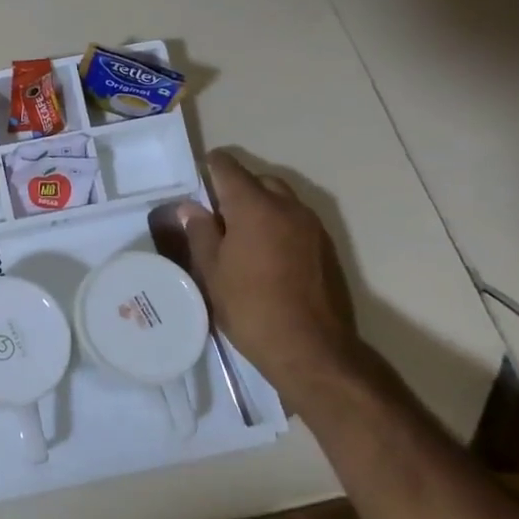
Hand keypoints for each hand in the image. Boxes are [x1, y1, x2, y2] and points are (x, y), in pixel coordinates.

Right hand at [177, 152, 365, 394]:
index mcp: (254, 206)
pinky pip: (296, 221)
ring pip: (281, 200)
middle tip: (215, 214)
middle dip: (236, 188)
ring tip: (240, 236)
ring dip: (260, 206)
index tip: (195, 180)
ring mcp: (313, 227)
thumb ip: (200, 232)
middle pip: (259, 180)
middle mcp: (288, 207)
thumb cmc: (251, 307)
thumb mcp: (211, 271)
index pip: (228, 167)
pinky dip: (278, 225)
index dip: (209, 167)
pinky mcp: (327, 248)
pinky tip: (265, 255)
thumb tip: (191, 207)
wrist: (312, 350)